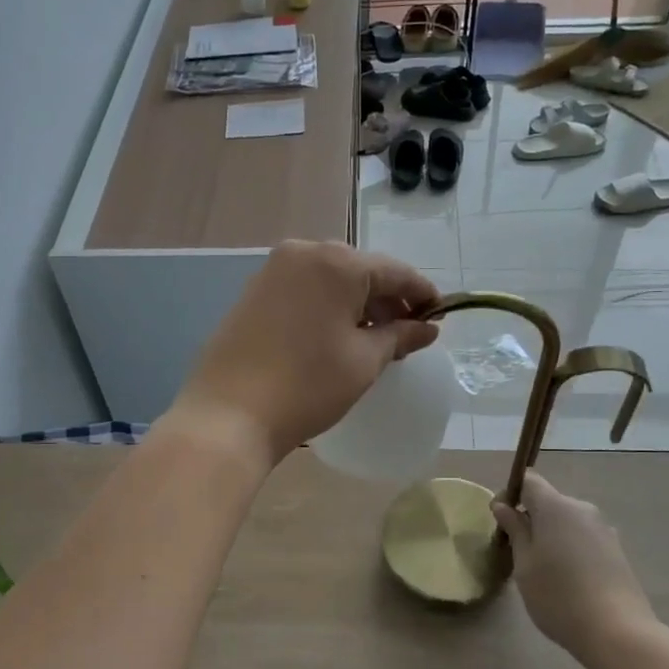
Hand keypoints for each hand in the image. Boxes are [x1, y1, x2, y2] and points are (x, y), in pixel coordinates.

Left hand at [171, 241, 439, 465]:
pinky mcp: (253, 292)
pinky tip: (335, 336)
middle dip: (386, 300)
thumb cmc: (307, 386)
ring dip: (356, 304)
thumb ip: (399, 336)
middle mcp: (303, 253)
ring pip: (330, 280)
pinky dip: (326, 307)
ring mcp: (272, 271)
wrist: (229, 415)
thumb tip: (427, 328)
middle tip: (406, 333)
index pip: (394, 272)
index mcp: (336, 262)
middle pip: (360, 271)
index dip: (421, 295)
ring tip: (373, 339)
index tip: (440, 317)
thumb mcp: (364, 361)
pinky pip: (304, 290)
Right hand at [491, 471, 660, 657]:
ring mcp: (603, 529)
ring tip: (542, 570)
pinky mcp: (616, 550)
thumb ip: (515, 530)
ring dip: (551, 535)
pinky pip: (583, 538)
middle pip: (549, 502)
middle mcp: (582, 509)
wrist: (617, 632)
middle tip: (516, 551)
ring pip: (567, 522)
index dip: (511, 494)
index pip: (529, 481)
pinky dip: (569, 548)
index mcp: (556, 506)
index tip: (501, 520)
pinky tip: (567, 580)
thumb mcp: (524, 564)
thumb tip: (504, 506)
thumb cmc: (558, 595)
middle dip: (530, 518)